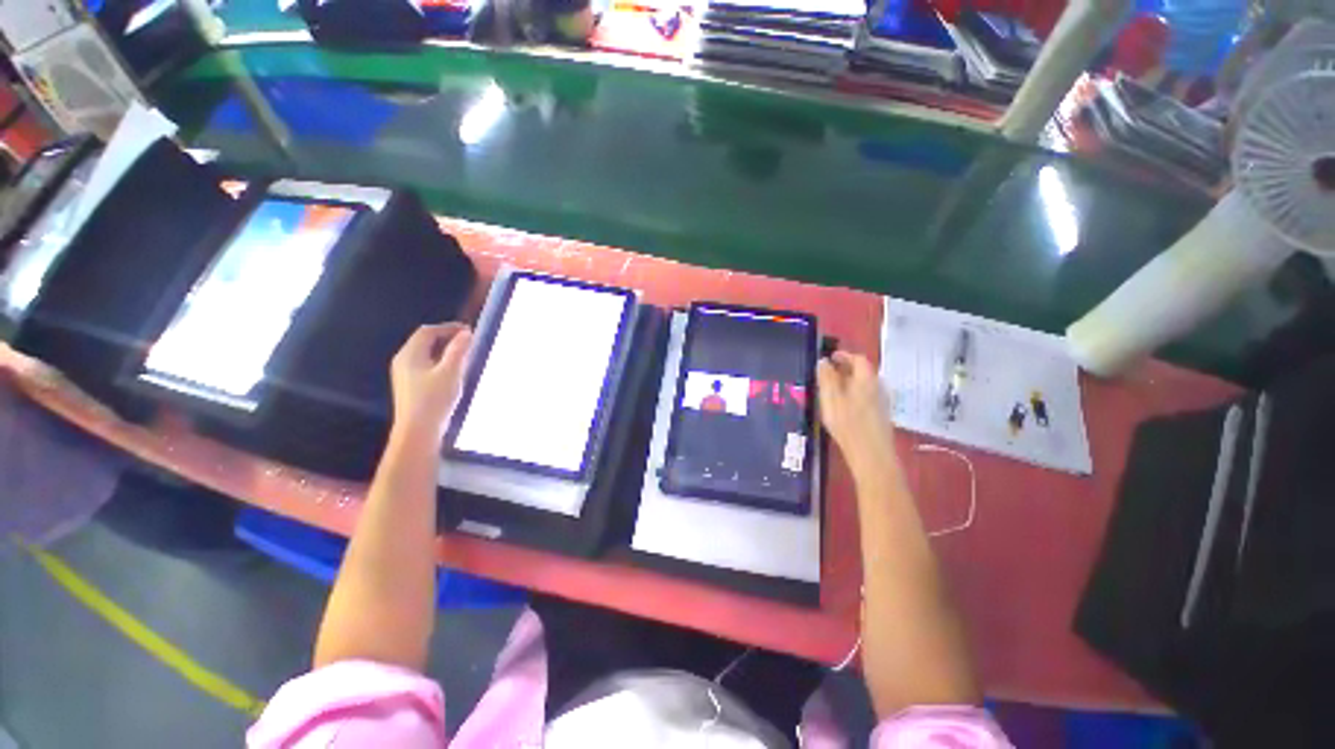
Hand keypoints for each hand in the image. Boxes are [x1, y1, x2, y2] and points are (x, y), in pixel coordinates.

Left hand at [390, 323, 472, 439]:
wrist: (418, 431)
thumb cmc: (434, 399)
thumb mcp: (451, 372)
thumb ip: (458, 350)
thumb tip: (466, 332)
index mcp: (410, 355)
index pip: (427, 332)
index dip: (448, 328)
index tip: (468, 331)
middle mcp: (403, 361)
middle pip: (424, 341)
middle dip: (446, 338)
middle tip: (468, 342)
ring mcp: (405, 374)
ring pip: (425, 354)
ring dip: (444, 350)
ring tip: (464, 355)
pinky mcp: (410, 386)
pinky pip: (425, 365)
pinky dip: (440, 362)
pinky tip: (453, 372)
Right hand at [817, 351, 896, 475]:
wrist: (871, 455)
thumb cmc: (847, 424)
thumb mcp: (830, 398)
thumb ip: (826, 378)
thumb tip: (823, 361)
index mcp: (866, 379)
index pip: (858, 358)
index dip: (843, 355)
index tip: (829, 358)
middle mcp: (877, 386)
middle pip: (862, 371)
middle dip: (845, 368)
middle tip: (827, 373)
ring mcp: (881, 401)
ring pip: (864, 384)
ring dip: (849, 381)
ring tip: (831, 389)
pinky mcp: (880, 414)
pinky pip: (865, 395)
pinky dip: (853, 393)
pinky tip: (843, 405)